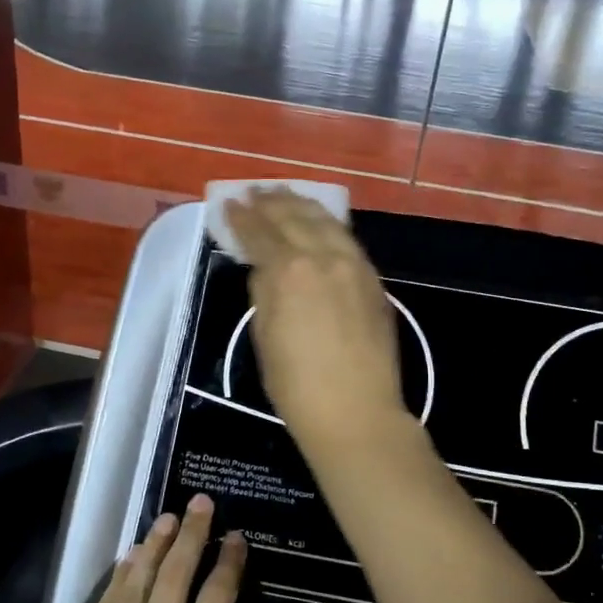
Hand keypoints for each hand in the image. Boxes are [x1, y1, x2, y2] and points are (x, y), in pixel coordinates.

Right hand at [224, 190, 408, 452]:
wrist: (356, 412)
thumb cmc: (297, 385)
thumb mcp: (265, 337)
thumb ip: (264, 293)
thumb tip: (265, 268)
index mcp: (289, 272)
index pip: (260, 234)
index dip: (241, 218)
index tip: (229, 204)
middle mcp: (323, 257)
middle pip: (293, 218)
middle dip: (271, 202)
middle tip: (255, 191)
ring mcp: (354, 265)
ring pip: (326, 221)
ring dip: (302, 204)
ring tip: (286, 194)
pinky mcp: (373, 280)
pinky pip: (347, 238)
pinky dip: (329, 224)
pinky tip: (321, 222)